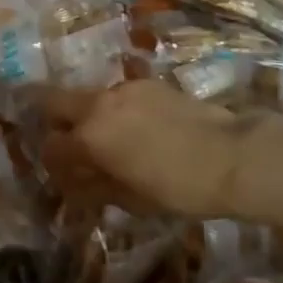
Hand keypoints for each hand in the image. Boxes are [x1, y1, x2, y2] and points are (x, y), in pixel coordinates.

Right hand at [39, 81, 250, 218]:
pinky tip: (138, 130)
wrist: (231, 155)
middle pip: (54, 102)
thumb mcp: (131, 199)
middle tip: (68, 144)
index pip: (51, 147)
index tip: (65, 178)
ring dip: (88, 116)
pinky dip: (116, 110)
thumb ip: (95, 187)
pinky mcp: (147, 83)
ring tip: (110, 141)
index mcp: (89, 137)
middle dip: (52, 122)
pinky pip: (118, 95)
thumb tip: (75, 184)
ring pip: (88, 97)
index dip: (52, 165)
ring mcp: (123, 89)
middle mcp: (98, 105)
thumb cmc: (178, 188)